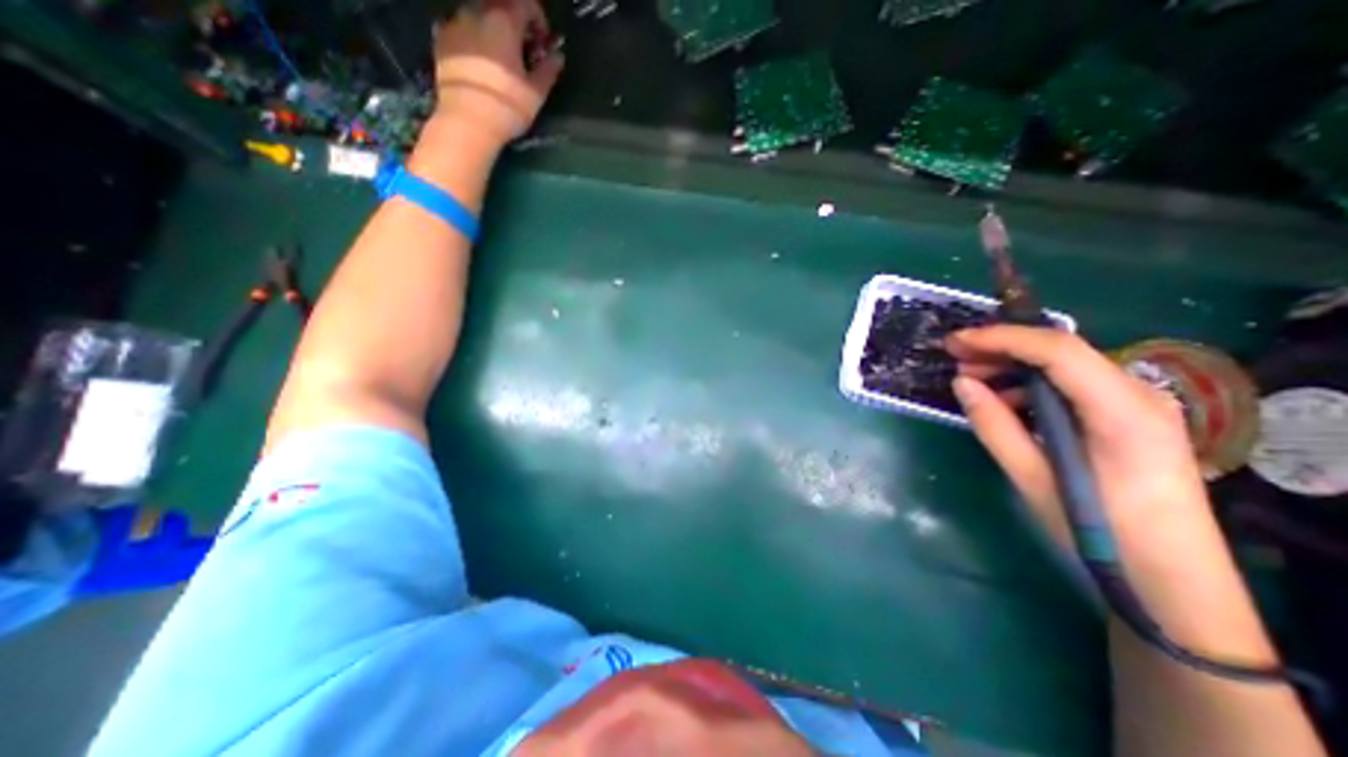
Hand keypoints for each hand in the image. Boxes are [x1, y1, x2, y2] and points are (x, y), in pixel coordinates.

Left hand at [430, 0, 560, 143]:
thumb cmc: (507, 106)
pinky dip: (474, 38)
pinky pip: (461, 29)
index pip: (525, 4)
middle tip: (523, 49)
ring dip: (493, 30)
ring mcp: (455, 23)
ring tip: (501, 57)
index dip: (538, 19)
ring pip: (478, 15)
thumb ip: (548, 70)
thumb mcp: (536, 93)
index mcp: (504, 21)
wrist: (467, 121)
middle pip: (499, 6)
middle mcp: (476, 12)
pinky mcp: (441, 40)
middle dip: (514, 23)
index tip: (543, 41)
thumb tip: (557, 57)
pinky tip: (480, 62)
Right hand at [946, 326, 1222, 573]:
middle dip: (1002, 347)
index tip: (954, 342)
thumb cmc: (1100, 532)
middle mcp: (1137, 396)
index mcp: (1122, 411)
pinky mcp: (1127, 418)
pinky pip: (1071, 386)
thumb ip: (994, 425)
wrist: (1172, 578)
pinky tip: (1003, 401)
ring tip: (970, 379)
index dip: (1001, 338)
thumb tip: (962, 383)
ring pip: (1065, 366)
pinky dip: (1031, 385)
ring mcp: (1137, 405)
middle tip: (954, 357)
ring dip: (1013, 366)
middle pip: (1062, 351)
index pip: (1058, 351)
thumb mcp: (1033, 477)